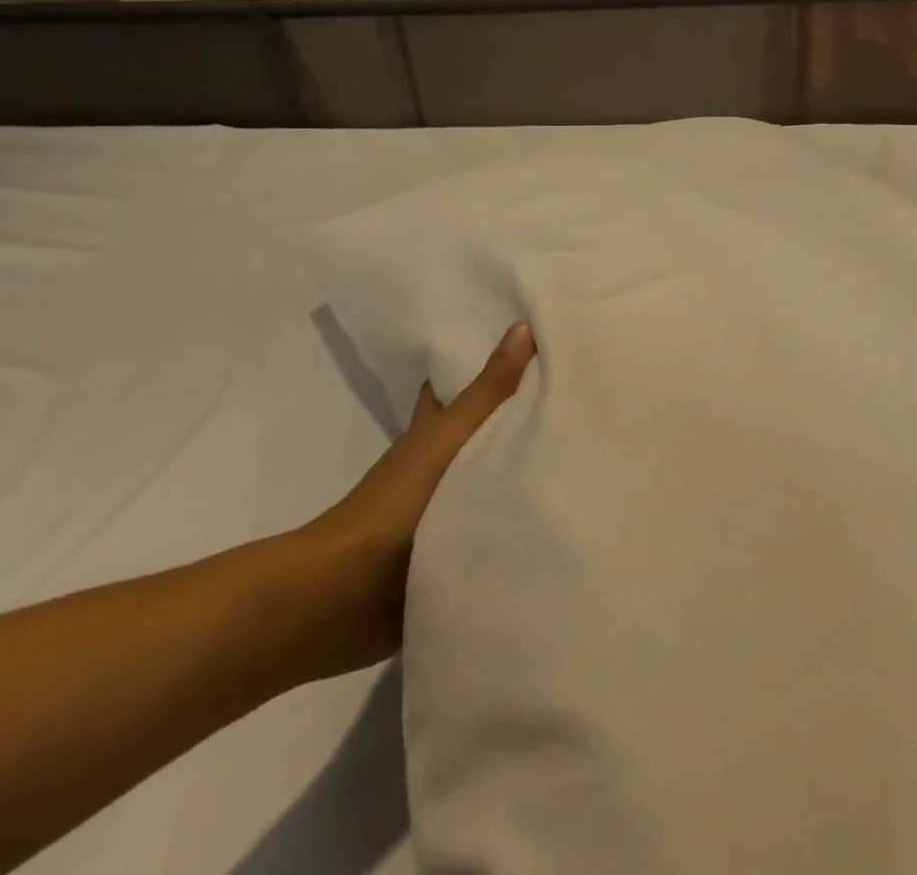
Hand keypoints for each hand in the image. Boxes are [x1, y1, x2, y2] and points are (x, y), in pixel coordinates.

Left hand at [283, 322, 536, 679]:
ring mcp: (437, 512)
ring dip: (511, 473)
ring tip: (566, 458)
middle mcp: (431, 466)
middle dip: (506, 421)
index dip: (478, 368)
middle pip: (470, 433)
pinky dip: (509, 520)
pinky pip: (485, 528)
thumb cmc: (399, 500)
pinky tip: (546, 518)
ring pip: (481, 480)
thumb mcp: (450, 437)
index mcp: (428, 432)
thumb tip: (524, 326)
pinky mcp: (445, 552)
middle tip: (555, 403)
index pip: (452, 388)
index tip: (521, 351)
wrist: (351, 590)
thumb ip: (489, 391)